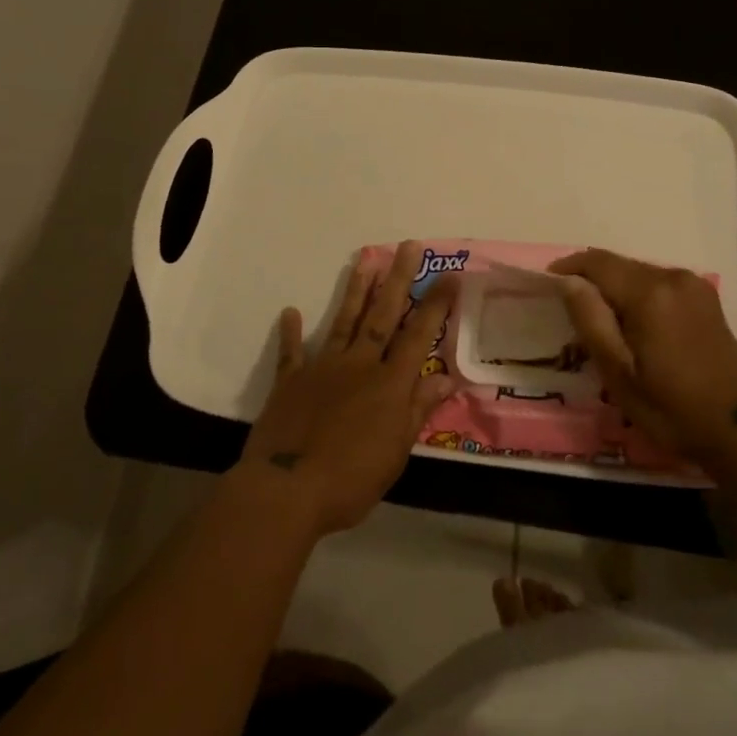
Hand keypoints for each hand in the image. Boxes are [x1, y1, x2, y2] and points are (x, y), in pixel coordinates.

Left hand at [236, 241, 457, 538]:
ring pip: (345, 321)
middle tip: (408, 245)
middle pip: (383, 315)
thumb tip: (445, 378)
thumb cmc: (351, 480)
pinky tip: (291, 311)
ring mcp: (323, 368)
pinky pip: (292, 352)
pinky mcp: (291, 381)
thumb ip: (417, 410)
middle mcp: (359, 365)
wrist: (287, 490)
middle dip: (398, 279)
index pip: (418, 335)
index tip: (450, 275)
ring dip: (356, 290)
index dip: (435, 304)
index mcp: (389, 384)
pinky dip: (291, 332)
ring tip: (365, 259)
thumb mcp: (396, 453)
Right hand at [549, 248, 736, 460]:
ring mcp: (694, 285)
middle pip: (619, 265)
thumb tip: (568, 282)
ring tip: (600, 320)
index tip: (548, 283)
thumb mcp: (618, 372)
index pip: (597, 262)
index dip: (569, 267)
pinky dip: (638, 294)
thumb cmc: (670, 407)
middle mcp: (673, 277)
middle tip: (571, 310)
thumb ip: (591, 320)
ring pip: (639, 273)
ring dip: (615, 288)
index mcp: (650, 293)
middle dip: (591, 280)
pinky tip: (633, 323)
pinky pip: (659, 283)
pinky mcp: (705, 298)